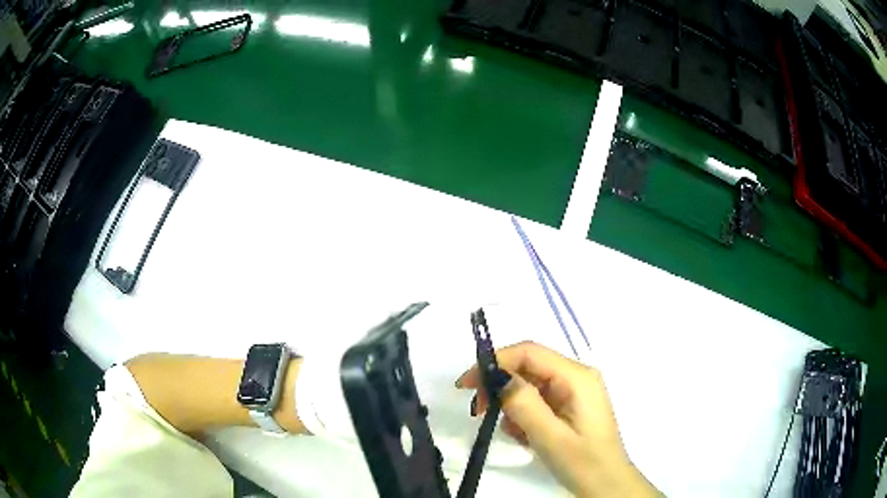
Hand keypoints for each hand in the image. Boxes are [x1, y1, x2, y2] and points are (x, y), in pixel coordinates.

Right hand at [456, 341, 660, 497]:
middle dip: (499, 385)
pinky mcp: (569, 405)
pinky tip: (525, 436)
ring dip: (511, 405)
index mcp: (576, 377)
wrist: (607, 485)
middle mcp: (576, 377)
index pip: (529, 352)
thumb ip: (523, 404)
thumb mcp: (550, 436)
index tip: (466, 385)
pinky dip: (523, 415)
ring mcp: (573, 391)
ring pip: (530, 384)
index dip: (494, 362)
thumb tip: (497, 377)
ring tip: (512, 432)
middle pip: (528, 366)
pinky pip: (537, 400)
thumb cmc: (583, 463)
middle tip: (478, 411)